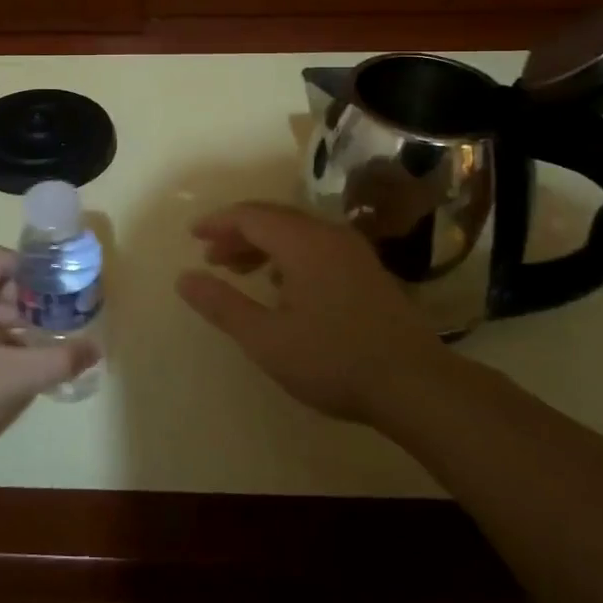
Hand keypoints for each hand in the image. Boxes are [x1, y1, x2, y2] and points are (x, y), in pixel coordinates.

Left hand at [0, 247, 98, 479]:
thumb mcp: (13, 379)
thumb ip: (57, 359)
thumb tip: (95, 348)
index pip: (0, 259)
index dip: (33, 272)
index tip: (59, 295)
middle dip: (25, 302)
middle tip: (50, 328)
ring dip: (10, 325)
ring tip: (34, 352)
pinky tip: (9, 370)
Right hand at [177, 202, 439, 424]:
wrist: (417, 385)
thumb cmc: (334, 359)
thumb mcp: (267, 338)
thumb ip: (222, 305)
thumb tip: (184, 278)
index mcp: (302, 242)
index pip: (250, 216)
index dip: (217, 223)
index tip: (192, 236)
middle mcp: (328, 235)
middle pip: (273, 219)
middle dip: (237, 234)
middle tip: (211, 257)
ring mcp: (353, 252)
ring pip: (297, 233)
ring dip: (263, 246)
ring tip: (239, 271)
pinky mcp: (368, 271)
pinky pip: (317, 247)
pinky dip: (288, 257)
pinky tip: (282, 287)